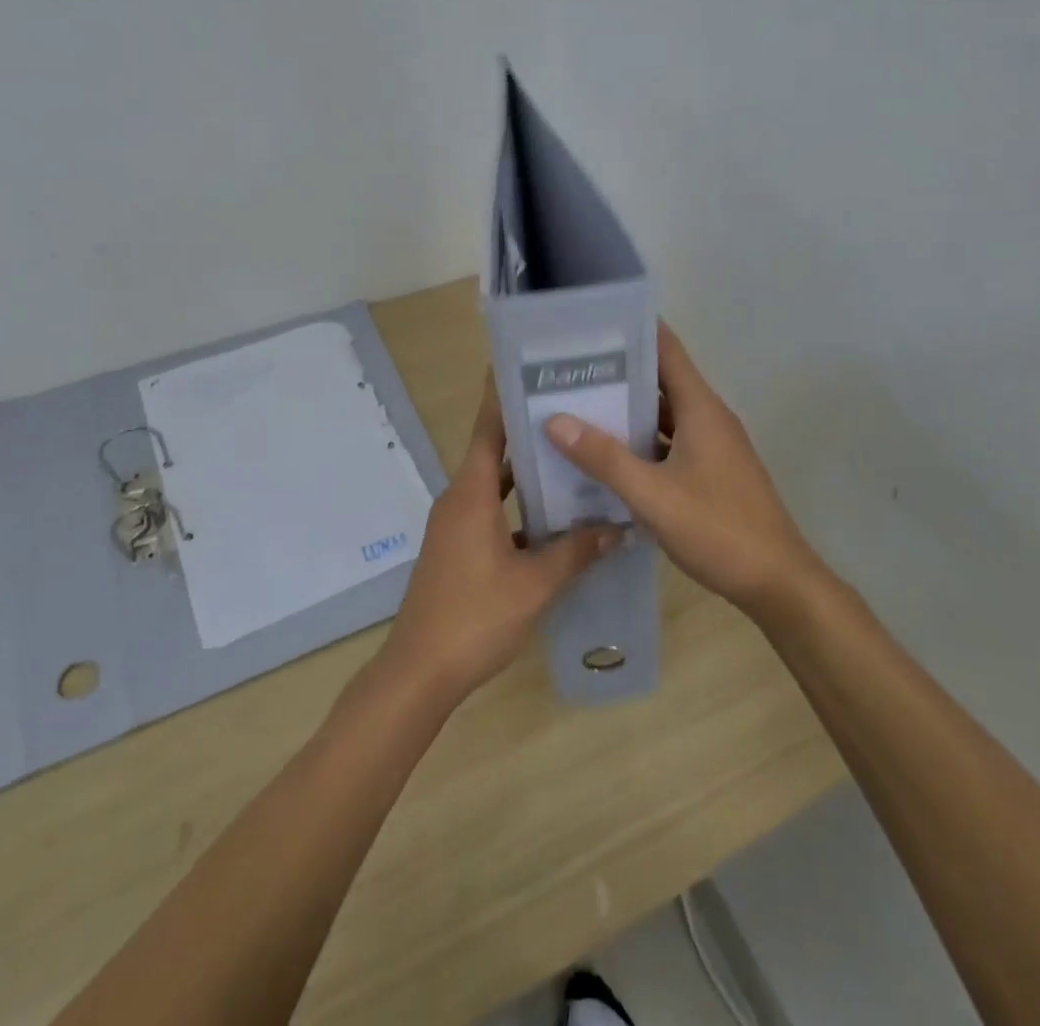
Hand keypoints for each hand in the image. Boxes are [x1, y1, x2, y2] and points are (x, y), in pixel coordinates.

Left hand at [379, 378, 618, 706]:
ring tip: (569, 454)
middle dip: (527, 430)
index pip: (488, 430)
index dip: (504, 397)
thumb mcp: (534, 584)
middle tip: (570, 409)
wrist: (420, 672)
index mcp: (470, 494)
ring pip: (493, 484)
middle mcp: (459, 500)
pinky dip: (518, 506)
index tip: (529, 368)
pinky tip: (553, 516)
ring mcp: (455, 525)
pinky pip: (491, 511)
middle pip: (493, 452)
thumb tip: (618, 527)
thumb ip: (576, 552)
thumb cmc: (475, 617)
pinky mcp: (457, 548)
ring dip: (525, 471)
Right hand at [543, 323, 819, 617]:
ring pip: (663, 416)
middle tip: (566, 369)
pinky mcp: (711, 472)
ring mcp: (712, 446)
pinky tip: (606, 456)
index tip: (589, 324)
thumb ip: (604, 458)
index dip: (632, 330)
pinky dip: (640, 443)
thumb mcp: (653, 495)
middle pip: (660, 380)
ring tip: (576, 406)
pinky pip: (669, 443)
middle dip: (617, 373)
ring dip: (626, 411)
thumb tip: (555, 420)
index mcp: (701, 408)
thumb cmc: (718, 530)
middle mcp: (708, 418)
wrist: (778, 583)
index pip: (667, 349)